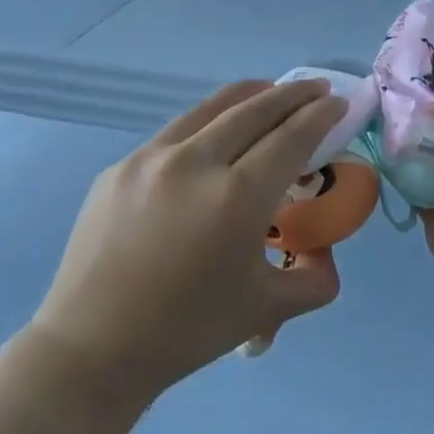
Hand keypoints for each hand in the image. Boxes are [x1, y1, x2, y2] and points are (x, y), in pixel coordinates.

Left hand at [29, 80, 345, 414]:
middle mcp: (195, 162)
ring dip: (250, 96)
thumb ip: (315, 278)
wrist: (94, 346)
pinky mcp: (120, 168)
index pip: (291, 137)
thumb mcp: (268, 308)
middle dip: (293, 93)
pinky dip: (208, 123)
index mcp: (237, 196)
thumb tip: (323, 254)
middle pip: (254, 109)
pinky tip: (214, 138)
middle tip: (316, 88)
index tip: (338, 101)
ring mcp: (150, 159)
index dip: (320, 115)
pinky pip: (175, 133)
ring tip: (270, 93)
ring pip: (210, 109)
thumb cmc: (188, 330)